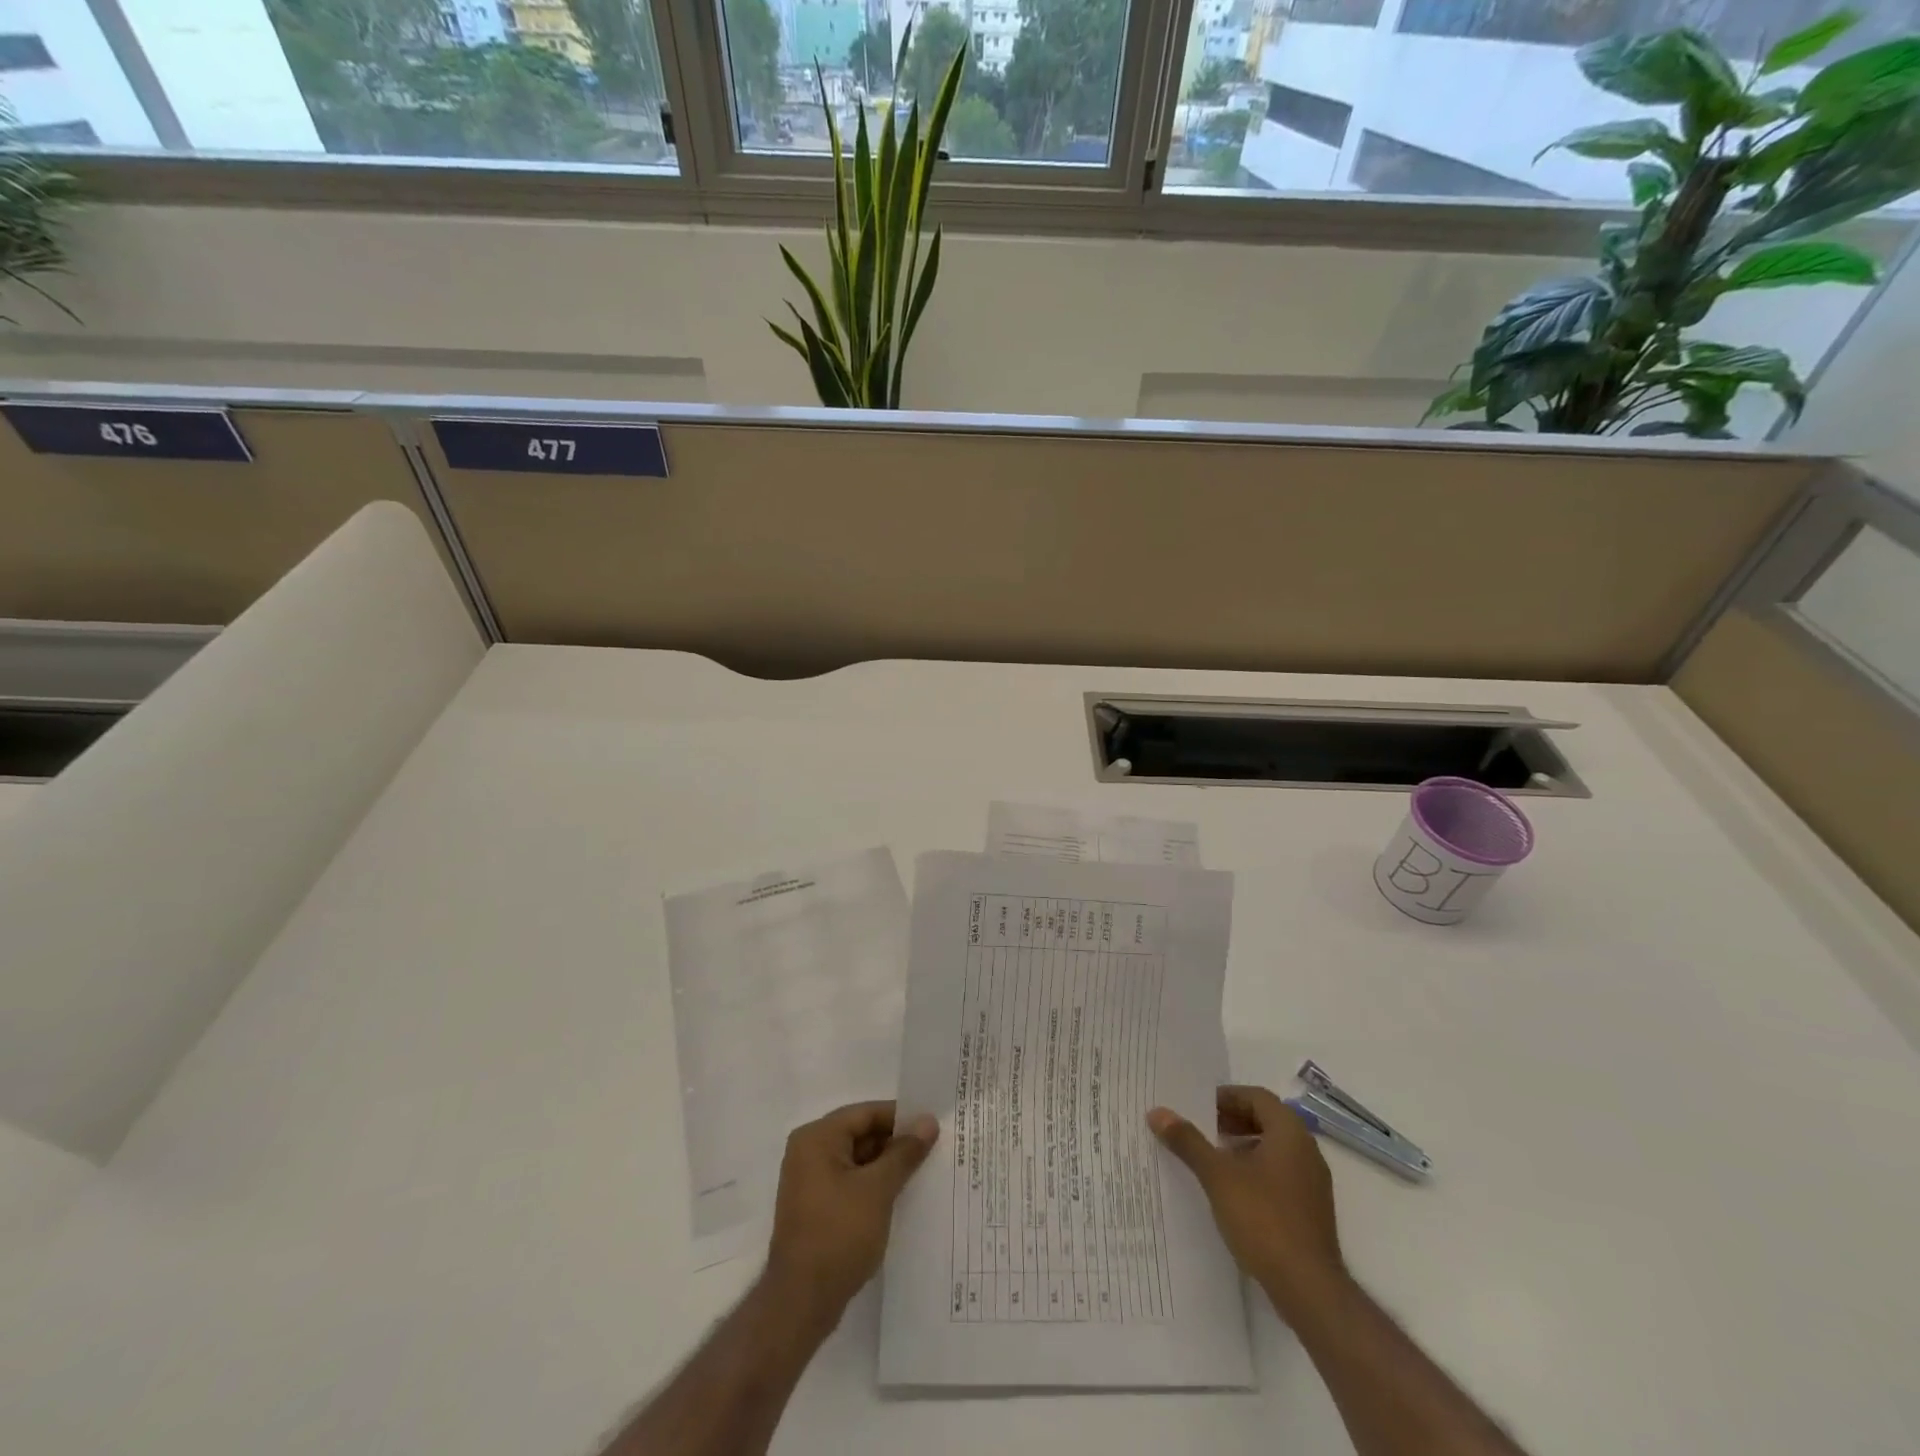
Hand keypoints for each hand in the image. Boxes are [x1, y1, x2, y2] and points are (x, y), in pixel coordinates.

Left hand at [764, 1100, 938, 1330]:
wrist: (801, 1303)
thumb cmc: (839, 1234)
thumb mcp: (878, 1189)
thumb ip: (904, 1152)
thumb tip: (928, 1122)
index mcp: (817, 1138)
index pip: (865, 1114)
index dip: (900, 1117)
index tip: (931, 1125)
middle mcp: (809, 1152)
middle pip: (860, 1134)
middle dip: (895, 1142)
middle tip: (933, 1148)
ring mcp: (810, 1181)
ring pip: (857, 1160)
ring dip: (886, 1165)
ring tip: (923, 1171)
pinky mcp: (816, 1207)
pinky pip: (850, 1182)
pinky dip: (873, 1185)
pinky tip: (900, 1196)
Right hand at [1149, 1085, 1345, 1315]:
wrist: (1308, 1288)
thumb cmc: (1263, 1219)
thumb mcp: (1217, 1176)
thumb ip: (1188, 1141)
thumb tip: (1157, 1112)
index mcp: (1290, 1133)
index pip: (1257, 1097)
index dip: (1227, 1097)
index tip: (1199, 1107)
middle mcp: (1307, 1151)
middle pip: (1267, 1120)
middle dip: (1233, 1120)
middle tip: (1202, 1128)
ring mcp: (1313, 1183)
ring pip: (1274, 1149)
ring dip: (1244, 1145)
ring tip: (1213, 1158)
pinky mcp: (1311, 1210)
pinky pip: (1281, 1174)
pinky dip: (1257, 1170)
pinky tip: (1234, 1190)